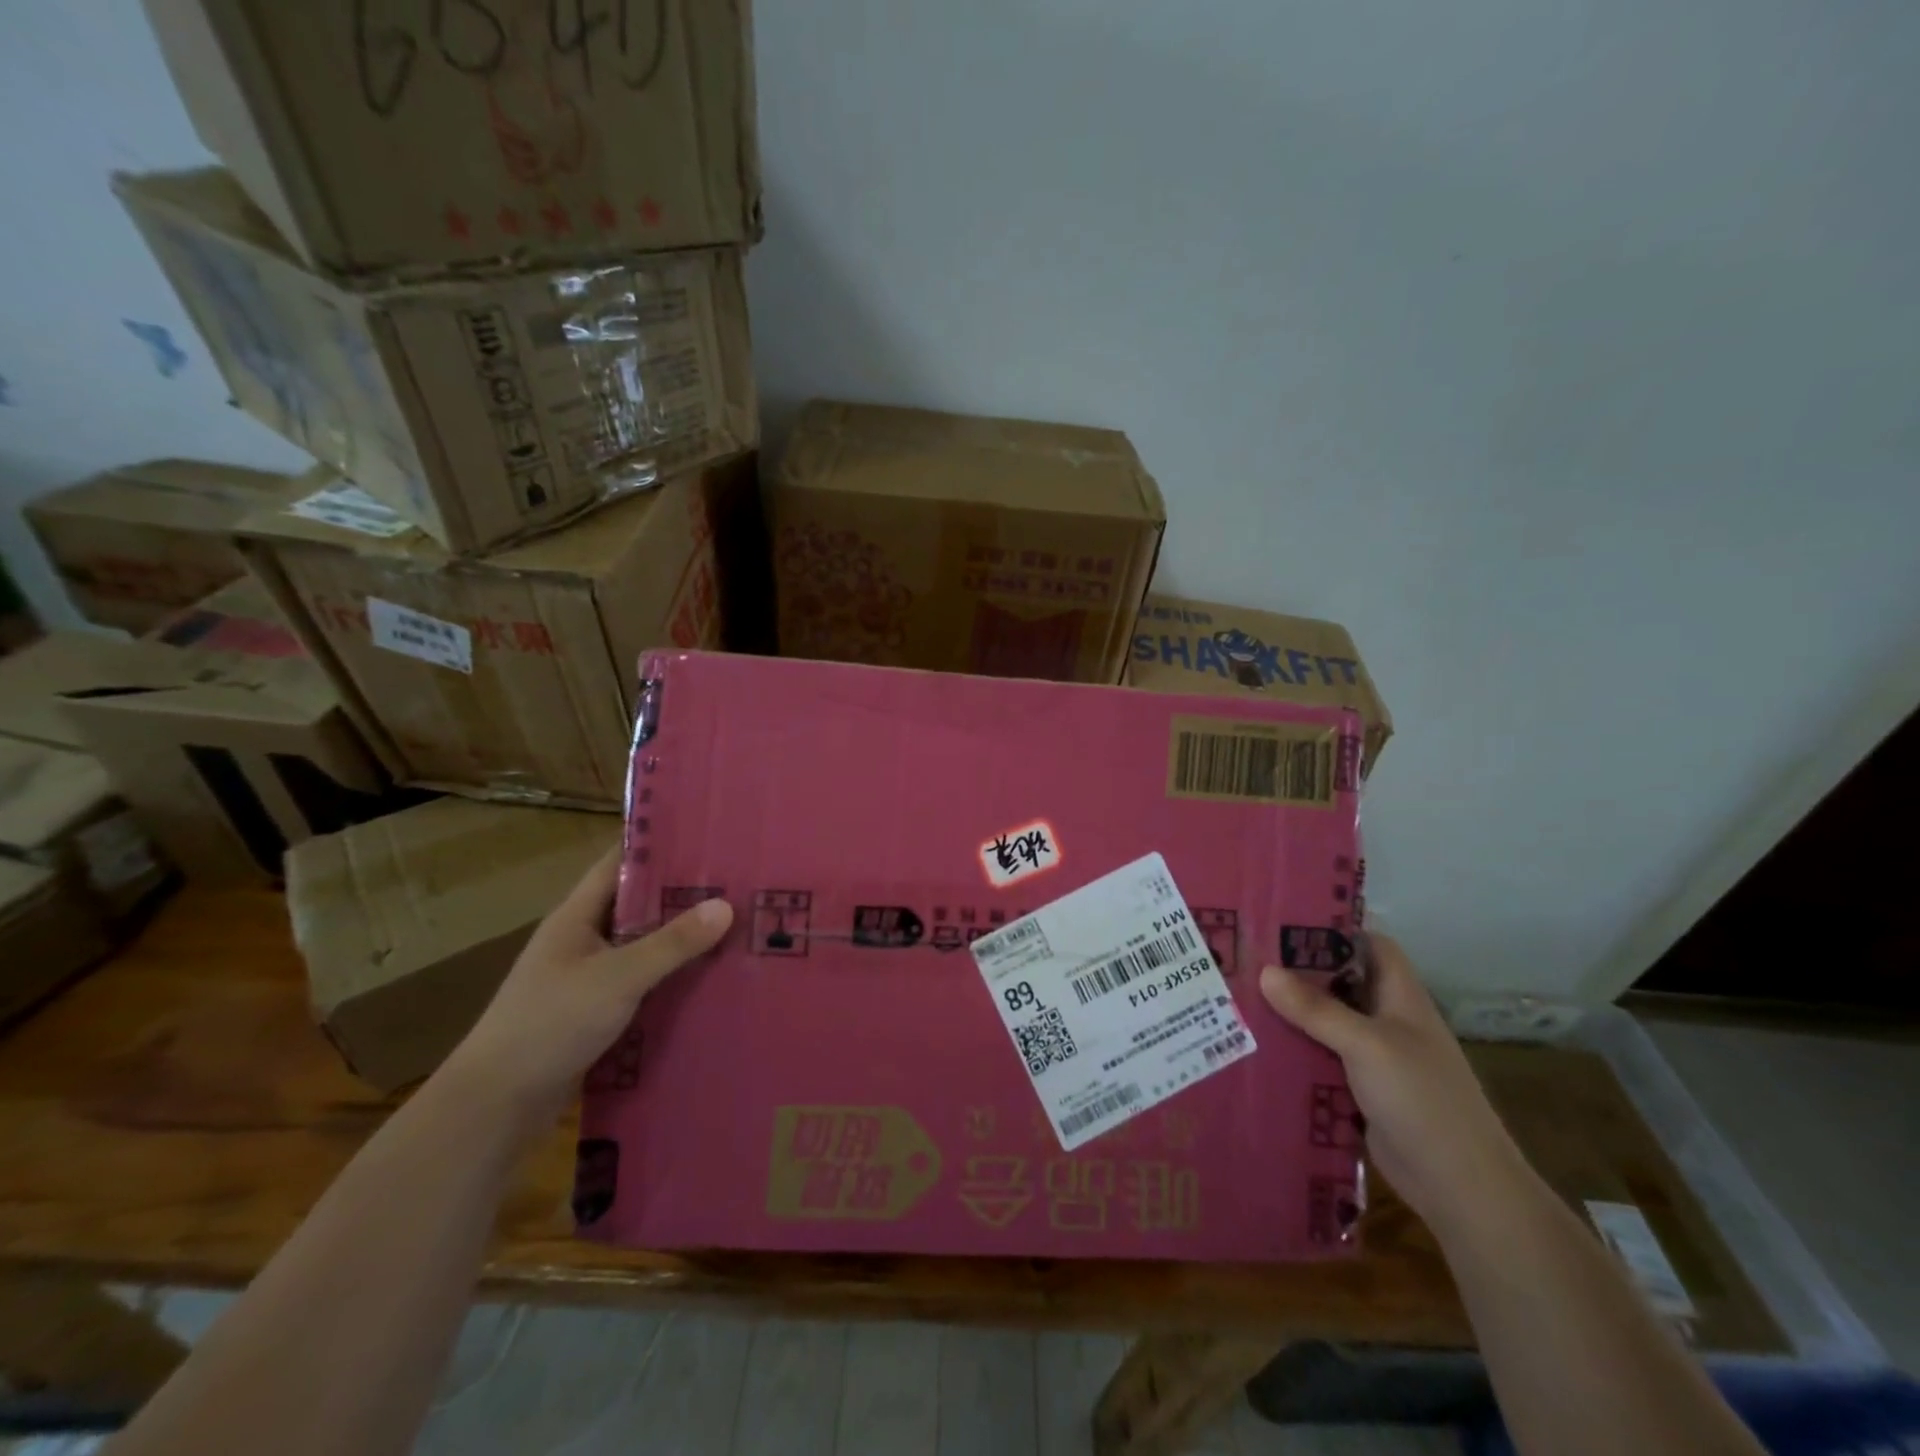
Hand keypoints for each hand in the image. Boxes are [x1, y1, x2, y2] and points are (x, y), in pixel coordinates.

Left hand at [442, 851, 732, 1120]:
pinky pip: (641, 981)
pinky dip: (670, 977)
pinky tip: (706, 980)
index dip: (658, 846)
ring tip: (733, 928)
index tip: (707, 837)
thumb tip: (726, 906)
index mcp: (576, 917)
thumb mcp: (617, 978)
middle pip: (638, 904)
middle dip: (682, 895)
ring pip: (642, 945)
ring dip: (679, 940)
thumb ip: (671, 943)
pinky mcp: (594, 1011)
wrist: (495, 1105)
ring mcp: (587, 977)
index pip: (620, 863)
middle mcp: (582, 939)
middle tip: (736, 884)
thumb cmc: (549, 1025)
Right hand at [1259, 933, 1528, 1236]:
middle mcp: (1386, 1018)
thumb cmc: (1423, 1100)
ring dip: (1290, 1010)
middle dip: (1297, 968)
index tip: (1284, 918)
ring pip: (1325, 1019)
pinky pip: (1320, 1055)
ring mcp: (1373, 1055)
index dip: (1334, 927)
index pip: (1369, 944)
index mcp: (1400, 996)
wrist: (1460, 1186)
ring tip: (1238, 994)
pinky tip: (1256, 1045)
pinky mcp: (1358, 1087)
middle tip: (1246, 955)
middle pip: (1339, 980)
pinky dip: (1294, 1048)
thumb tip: (1265, 971)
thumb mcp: (1367, 1045)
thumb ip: (1317, 1009)